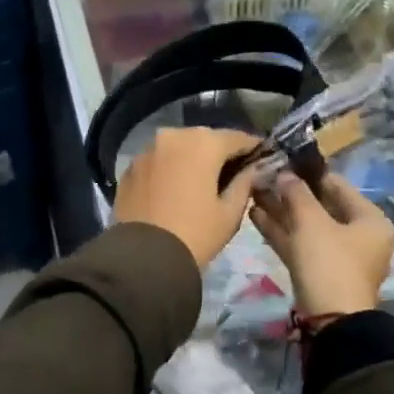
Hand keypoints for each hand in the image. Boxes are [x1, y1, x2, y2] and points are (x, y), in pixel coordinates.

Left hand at [113, 128, 265, 268]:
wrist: (142, 258)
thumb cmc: (195, 234)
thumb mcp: (230, 213)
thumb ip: (244, 183)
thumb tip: (252, 169)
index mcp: (203, 143)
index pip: (237, 137)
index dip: (253, 147)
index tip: (262, 158)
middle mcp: (173, 136)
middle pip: (205, 139)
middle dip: (219, 152)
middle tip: (232, 171)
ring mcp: (147, 149)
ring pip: (178, 147)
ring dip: (191, 158)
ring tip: (201, 180)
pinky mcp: (130, 167)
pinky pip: (158, 161)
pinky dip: (169, 168)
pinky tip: (174, 188)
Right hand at [250, 172, 393, 319]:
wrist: (330, 321)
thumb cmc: (330, 262)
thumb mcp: (312, 222)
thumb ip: (296, 193)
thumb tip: (284, 173)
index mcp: (370, 220)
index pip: (338, 186)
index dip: (309, 172)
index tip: (284, 159)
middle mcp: (358, 236)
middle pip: (321, 206)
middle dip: (290, 193)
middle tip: (264, 175)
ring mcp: (338, 256)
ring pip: (307, 225)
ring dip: (281, 210)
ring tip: (253, 191)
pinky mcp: (319, 271)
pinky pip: (300, 243)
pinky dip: (280, 231)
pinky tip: (254, 215)